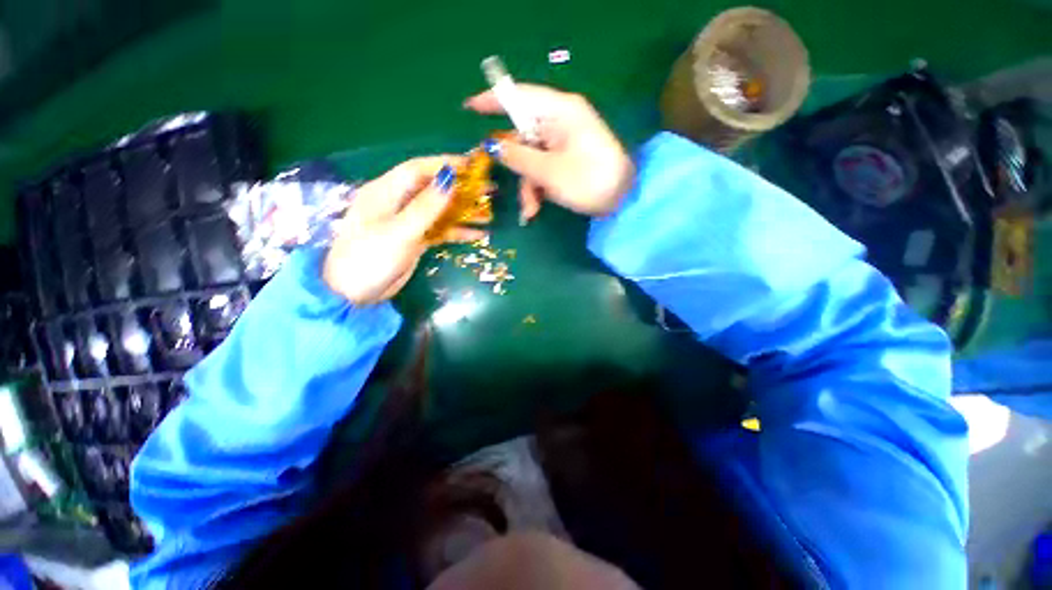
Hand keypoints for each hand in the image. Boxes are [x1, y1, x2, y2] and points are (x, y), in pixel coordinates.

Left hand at [323, 156, 486, 304]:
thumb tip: (450, 179)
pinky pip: (439, 231)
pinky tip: (478, 235)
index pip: (419, 170)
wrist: (354, 293)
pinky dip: (457, 232)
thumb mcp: (399, 231)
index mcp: (385, 192)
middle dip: (461, 189)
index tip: (473, 167)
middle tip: (489, 190)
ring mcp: (407, 222)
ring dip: (463, 213)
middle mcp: (397, 202)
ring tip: (489, 214)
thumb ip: (426, 207)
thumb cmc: (370, 258)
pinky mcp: (415, 240)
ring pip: (439, 211)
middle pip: (433, 189)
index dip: (445, 165)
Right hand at [464, 84, 633, 223]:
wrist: (624, 201)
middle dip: (515, 166)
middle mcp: (562, 121)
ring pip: (531, 157)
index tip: (469, 108)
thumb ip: (518, 157)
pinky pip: (543, 167)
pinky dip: (537, 187)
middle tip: (504, 184)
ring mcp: (565, 141)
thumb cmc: (588, 181)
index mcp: (561, 111)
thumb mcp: (549, 171)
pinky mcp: (568, 159)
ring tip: (530, 210)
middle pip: (523, 135)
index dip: (493, 101)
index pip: (521, 96)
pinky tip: (537, 208)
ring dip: (527, 185)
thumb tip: (491, 144)